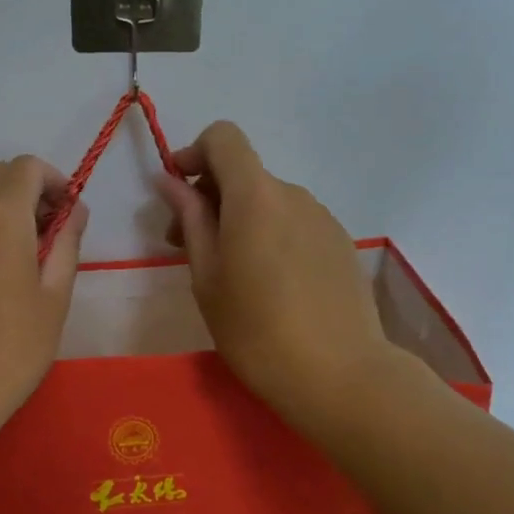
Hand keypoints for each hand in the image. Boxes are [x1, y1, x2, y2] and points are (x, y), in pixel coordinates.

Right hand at [158, 122, 392, 422]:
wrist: (342, 376)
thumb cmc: (257, 330)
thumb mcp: (207, 276)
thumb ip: (190, 219)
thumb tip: (171, 181)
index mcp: (255, 196)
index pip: (224, 138)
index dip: (194, 153)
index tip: (177, 191)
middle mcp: (293, 194)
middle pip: (244, 173)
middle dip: (209, 196)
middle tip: (186, 246)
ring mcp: (323, 218)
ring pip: (269, 200)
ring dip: (240, 218)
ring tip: (230, 272)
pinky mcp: (340, 243)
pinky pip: (294, 222)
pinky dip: (270, 234)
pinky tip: (269, 284)